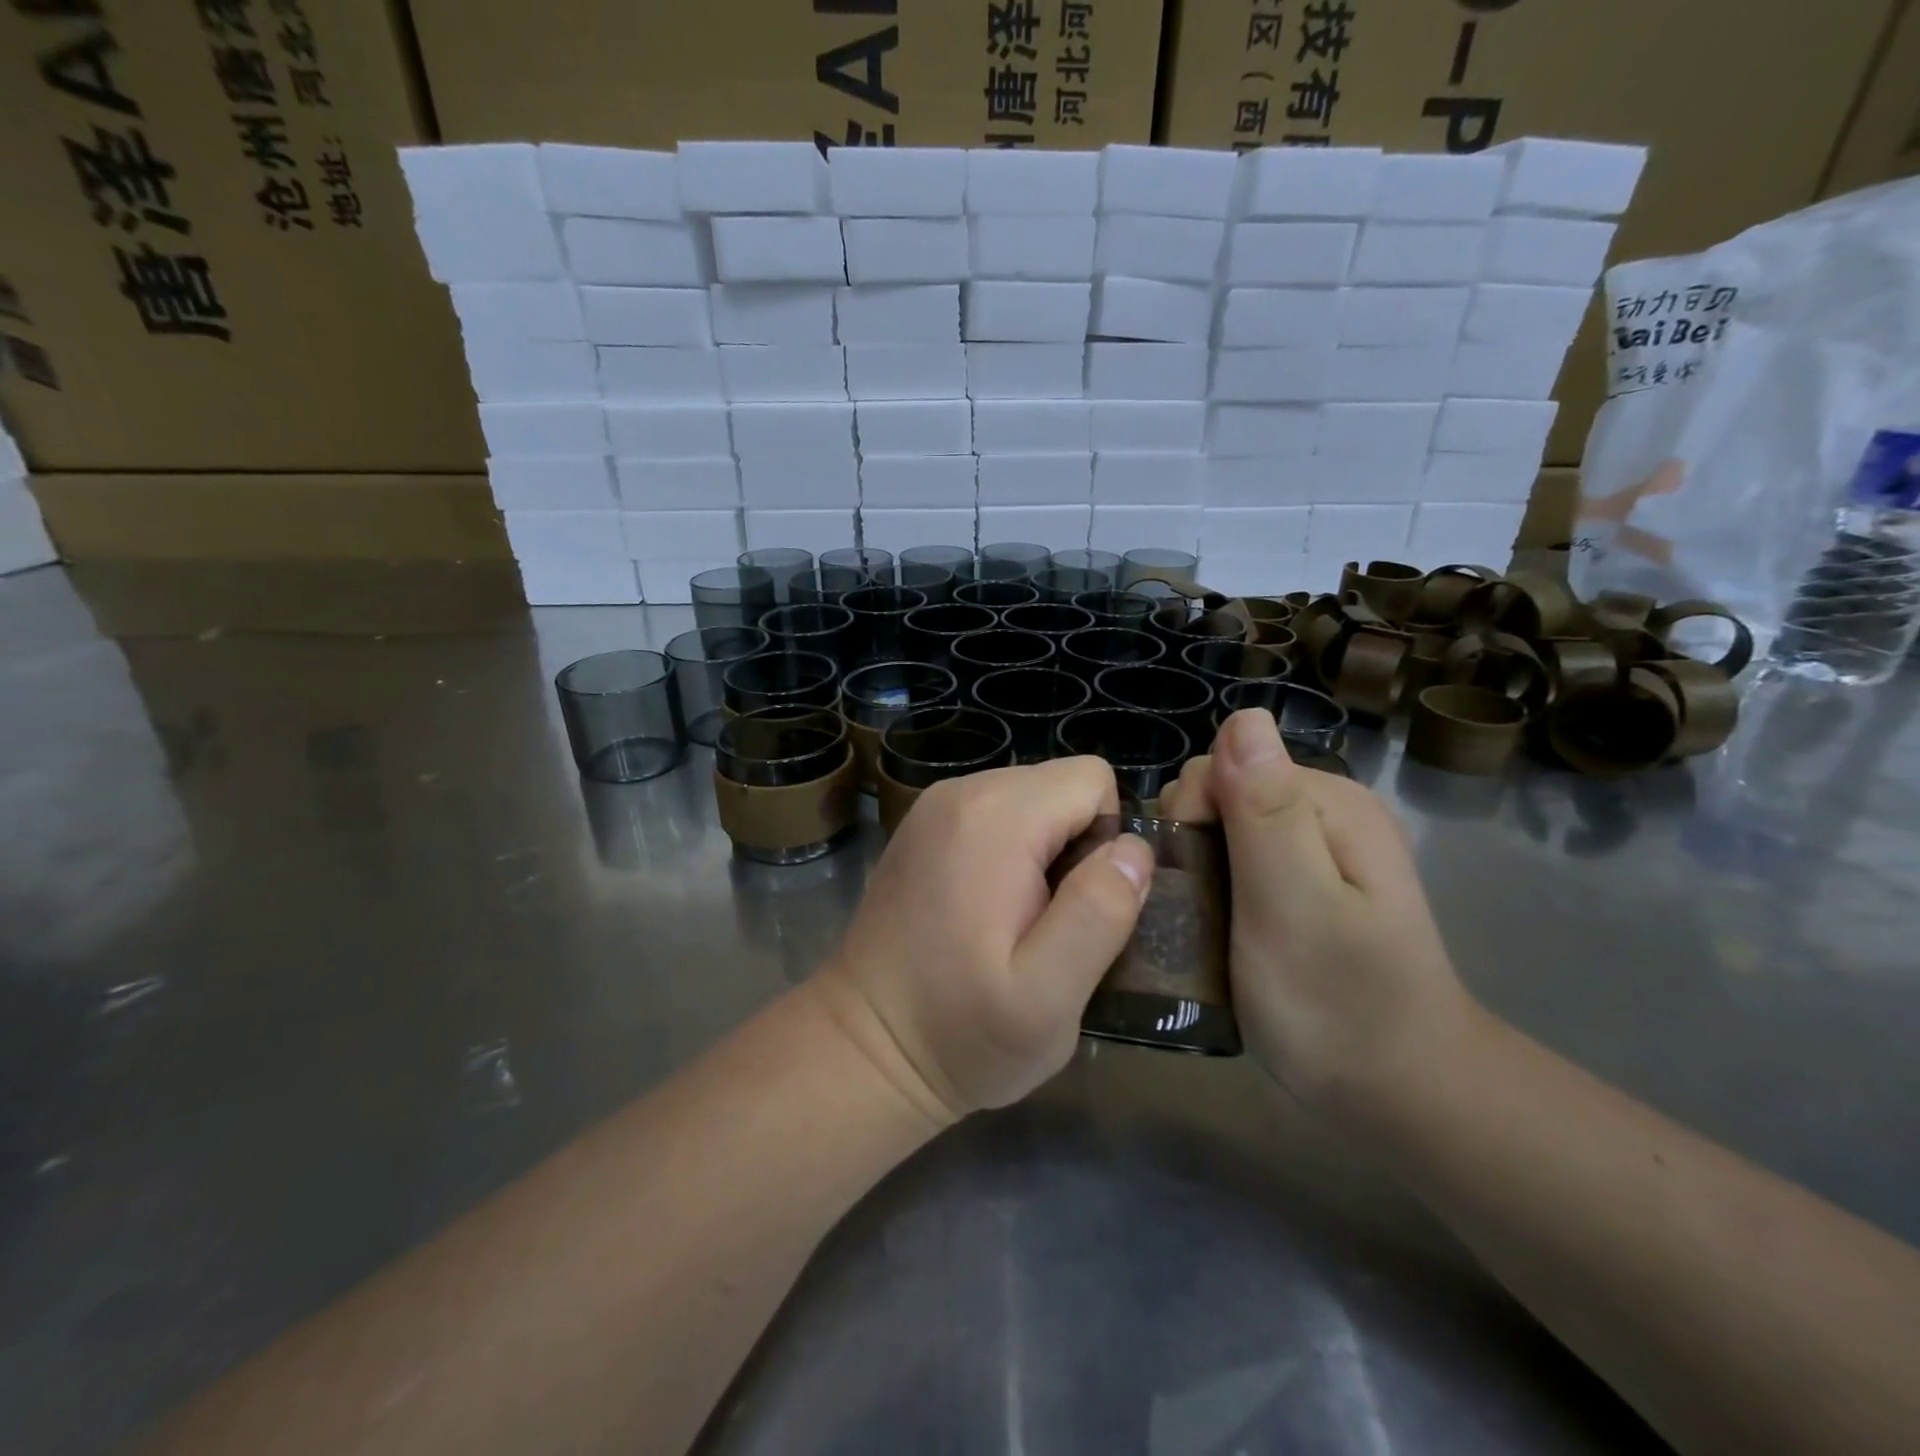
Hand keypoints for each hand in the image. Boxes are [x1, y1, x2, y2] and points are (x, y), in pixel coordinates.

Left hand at [814, 758, 1153, 1123]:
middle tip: (1048, 924)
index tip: (1079, 907)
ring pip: (1031, 799)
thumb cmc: (957, 1032)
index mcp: (993, 816)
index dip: (1105, 841)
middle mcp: (960, 792)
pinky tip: (985, 911)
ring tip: (1016, 922)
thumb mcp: (1047, 997)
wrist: (862, 1048)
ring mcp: (933, 807)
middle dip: (1075, 846)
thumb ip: (1099, 913)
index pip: (1092, 780)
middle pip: (1060, 785)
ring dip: (1043, 852)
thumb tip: (1134, 849)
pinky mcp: (922, 828)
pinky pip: (995, 815)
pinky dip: (1009, 853)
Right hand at [1160, 710, 1475, 1112]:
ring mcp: (1318, 850)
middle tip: (1204, 910)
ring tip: (1207, 924)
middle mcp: (1326, 811)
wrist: (1403, 1096)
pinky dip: (1216, 884)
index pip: (1221, 764)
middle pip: (1219, 791)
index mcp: (1329, 802)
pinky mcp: (1306, 884)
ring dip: (1200, 865)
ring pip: (1222, 826)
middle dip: (1192, 839)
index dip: (1191, 815)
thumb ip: (1266, 813)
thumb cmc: (1338, 1005)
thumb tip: (1245, 716)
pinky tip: (1221, 924)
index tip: (1197, 881)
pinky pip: (1238, 858)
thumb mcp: (1293, 906)